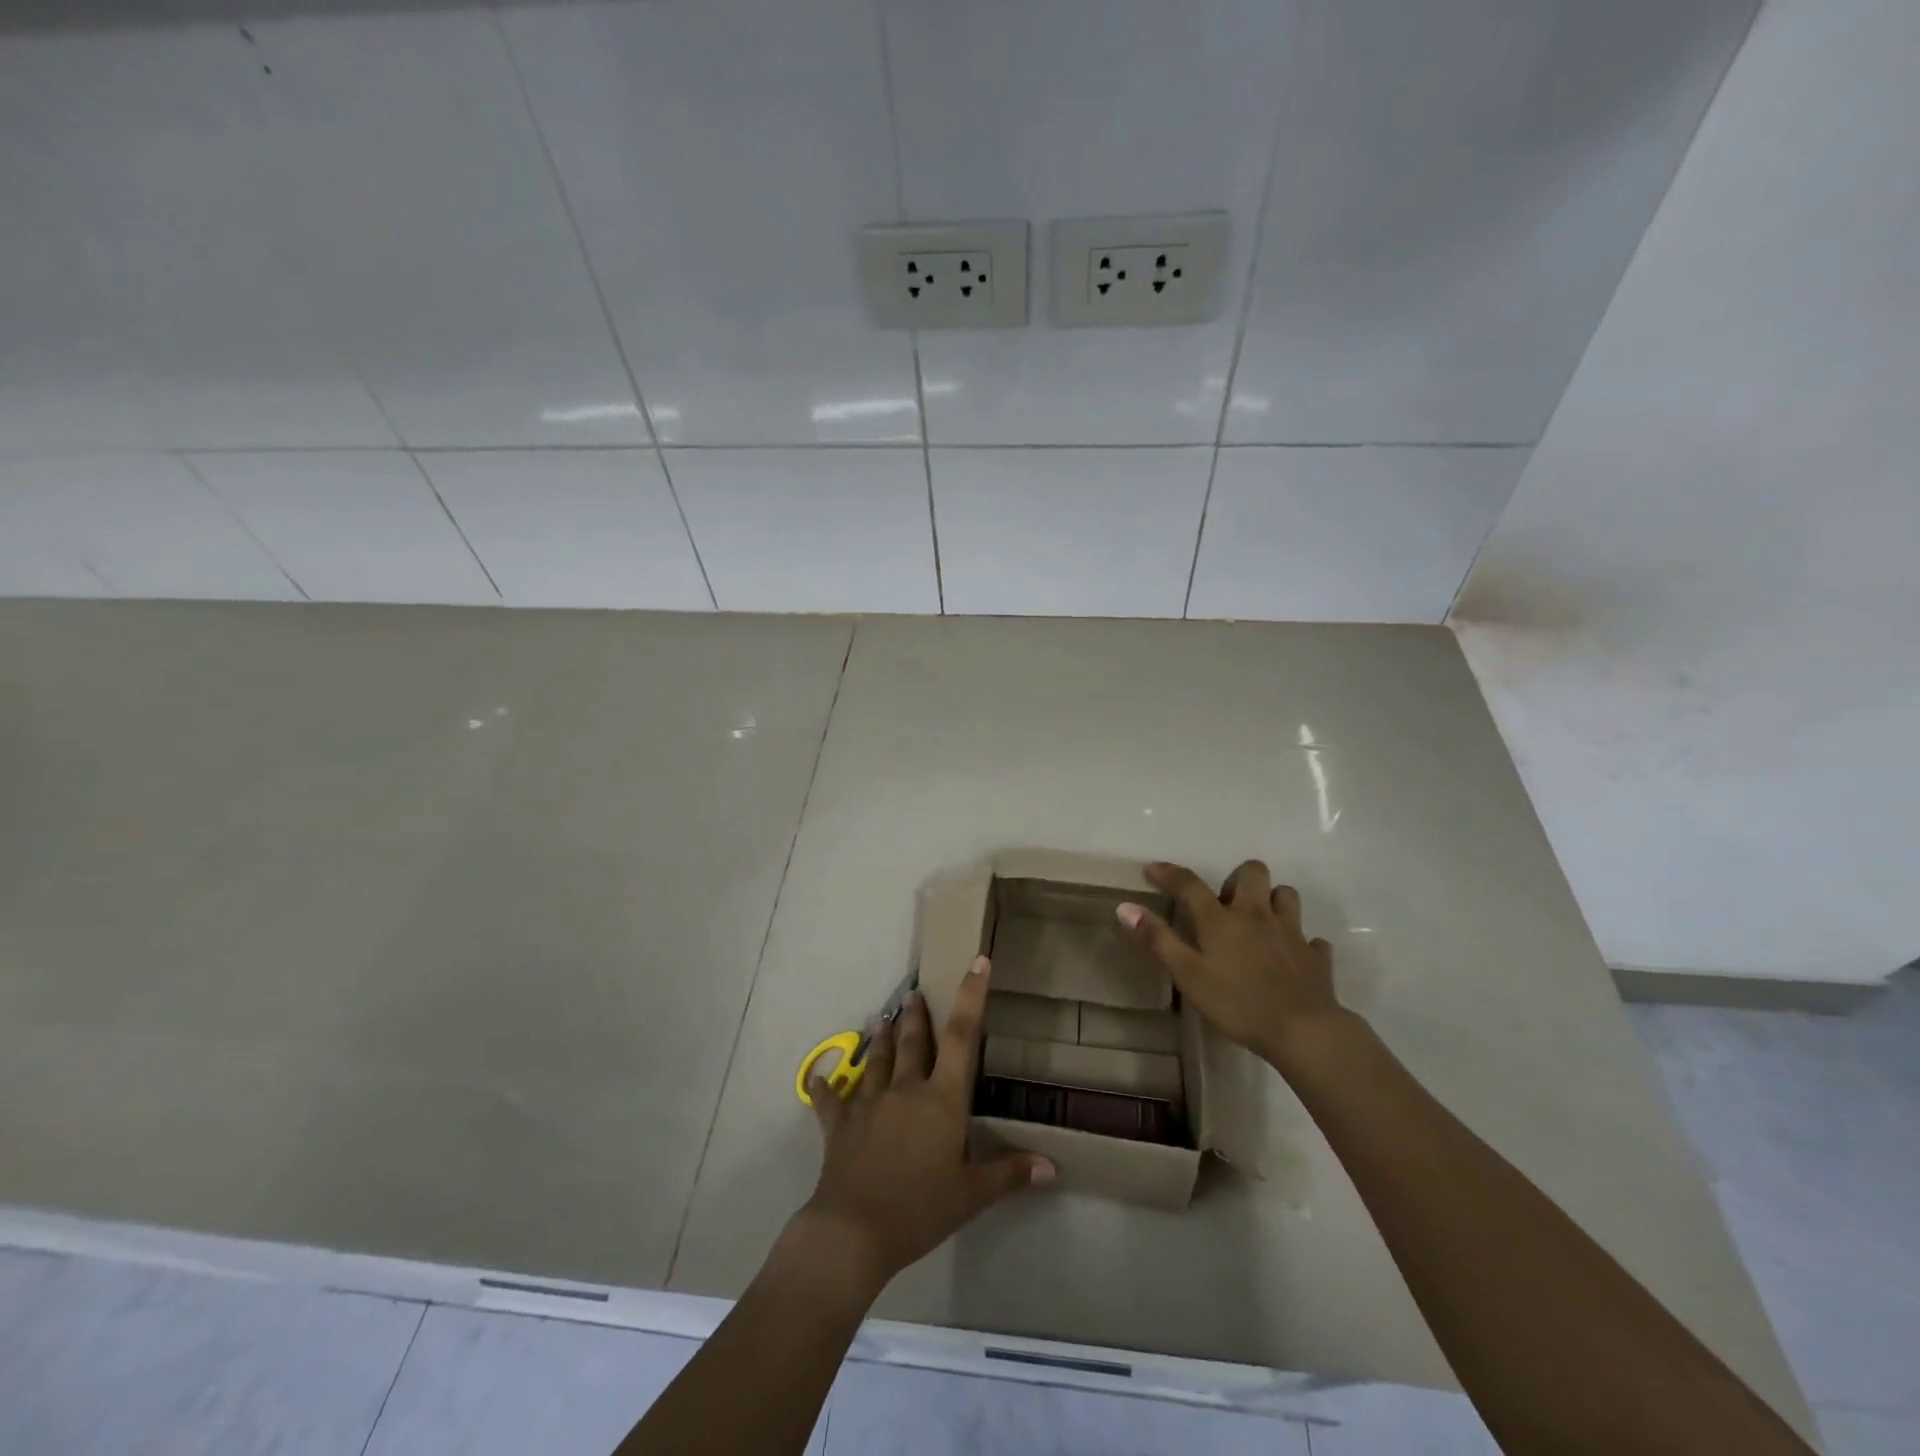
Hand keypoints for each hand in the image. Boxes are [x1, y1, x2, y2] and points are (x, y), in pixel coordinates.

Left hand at [798, 956, 1053, 1289]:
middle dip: (917, 1016)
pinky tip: (816, 1076)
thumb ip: (1010, 1173)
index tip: (976, 962)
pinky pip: (832, 1101)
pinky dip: (825, 1087)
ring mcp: (869, 1104)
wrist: (854, 1230)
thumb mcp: (972, 1195)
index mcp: (941, 1099)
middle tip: (915, 993)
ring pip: (878, 1061)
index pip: (962, 1037)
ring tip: (882, 1018)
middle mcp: (906, 1090)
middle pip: (914, 1042)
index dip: (971, 997)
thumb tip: (1053, 1167)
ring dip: (882, 1040)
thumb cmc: (921, 1208)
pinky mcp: (840, 1125)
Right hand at [1116, 859, 1345, 1069]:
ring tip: (1259, 922)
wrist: (1304, 1031)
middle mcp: (1257, 915)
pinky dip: (1301, 944)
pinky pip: (1312, 940)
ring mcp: (1291, 934)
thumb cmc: (1238, 1003)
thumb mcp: (1188, 975)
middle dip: (1238, 878)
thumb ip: (1158, 940)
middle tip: (1226, 903)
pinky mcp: (1316, 957)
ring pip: (1286, 896)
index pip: (1189, 884)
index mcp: (1222, 920)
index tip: (1153, 869)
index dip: (1169, 873)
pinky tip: (1293, 957)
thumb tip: (1125, 907)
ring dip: (1272, 901)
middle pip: (1253, 872)